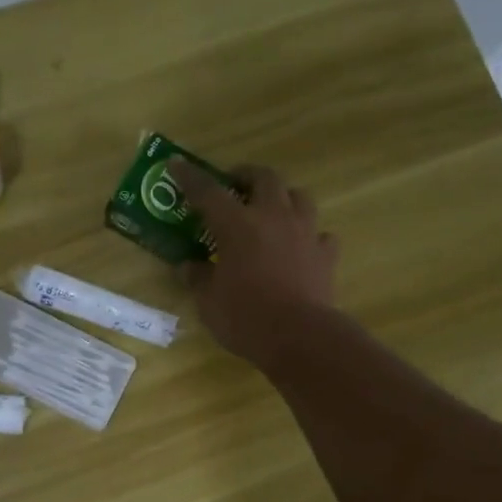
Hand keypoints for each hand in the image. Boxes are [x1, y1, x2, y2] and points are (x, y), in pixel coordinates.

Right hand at [171, 157, 339, 368]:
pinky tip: (301, 247)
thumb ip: (198, 278)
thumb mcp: (208, 303)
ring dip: (283, 197)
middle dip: (246, 176)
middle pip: (264, 178)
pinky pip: (320, 234)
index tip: (176, 165)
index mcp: (237, 226)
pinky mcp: (326, 254)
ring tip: (271, 210)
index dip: (190, 177)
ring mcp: (305, 233)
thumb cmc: (246, 318)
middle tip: (233, 186)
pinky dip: (309, 236)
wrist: (300, 337)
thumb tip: (188, 267)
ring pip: (298, 196)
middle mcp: (273, 218)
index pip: (208, 192)